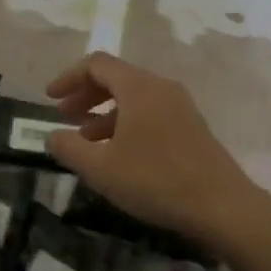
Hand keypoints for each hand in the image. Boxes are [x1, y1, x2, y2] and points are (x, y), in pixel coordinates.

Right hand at [44, 51, 270, 252]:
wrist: (221, 205)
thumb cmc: (155, 181)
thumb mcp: (101, 169)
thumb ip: (70, 148)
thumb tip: (53, 135)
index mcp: (138, 87)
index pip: (97, 64)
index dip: (69, 77)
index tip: (49, 98)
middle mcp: (160, 87)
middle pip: (116, 77)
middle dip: (85, 94)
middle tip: (63, 116)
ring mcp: (180, 105)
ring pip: (133, 96)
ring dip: (104, 111)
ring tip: (85, 137)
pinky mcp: (191, 125)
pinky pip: (150, 111)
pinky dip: (126, 122)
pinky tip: (117, 151)